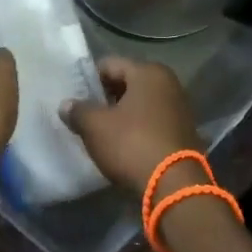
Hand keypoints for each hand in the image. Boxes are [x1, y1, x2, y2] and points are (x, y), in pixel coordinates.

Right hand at [60, 57, 202, 194]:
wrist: (174, 187)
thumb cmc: (132, 144)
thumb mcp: (95, 127)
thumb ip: (78, 111)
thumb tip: (66, 105)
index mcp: (148, 72)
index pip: (109, 65)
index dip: (89, 80)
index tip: (74, 97)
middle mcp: (169, 84)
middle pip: (127, 83)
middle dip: (105, 97)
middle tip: (85, 115)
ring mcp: (180, 109)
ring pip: (141, 104)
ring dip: (122, 115)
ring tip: (101, 132)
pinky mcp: (184, 133)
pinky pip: (152, 123)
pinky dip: (137, 129)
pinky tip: (122, 145)